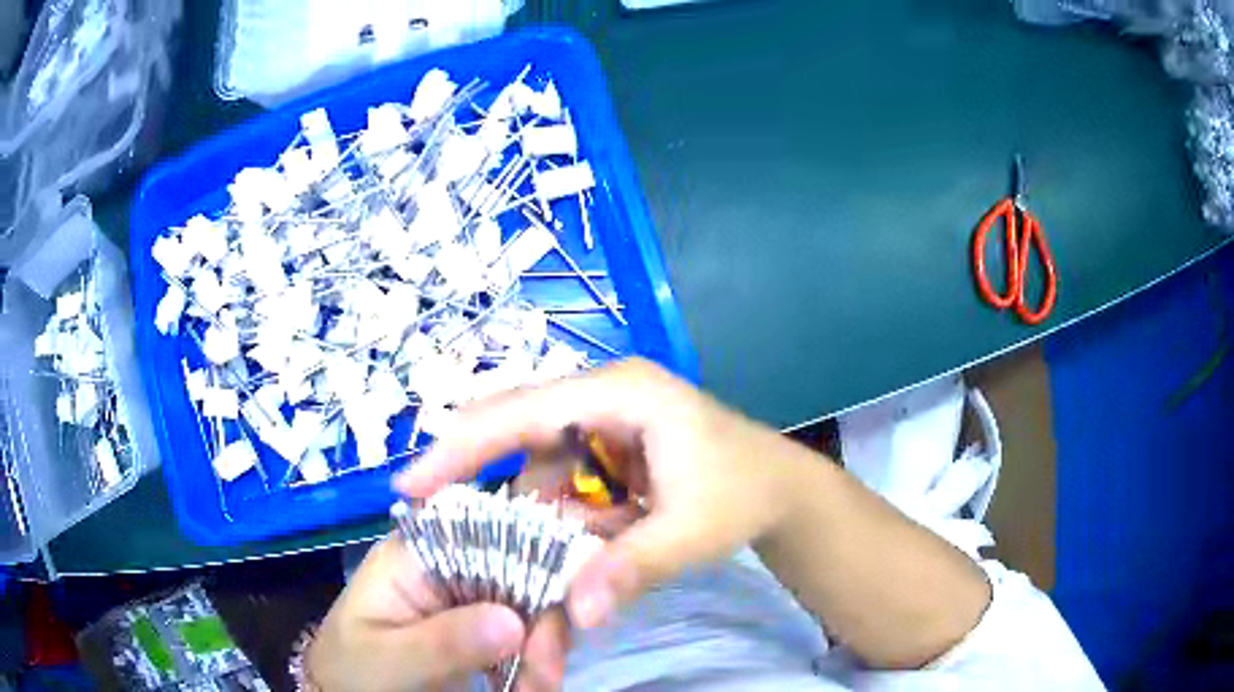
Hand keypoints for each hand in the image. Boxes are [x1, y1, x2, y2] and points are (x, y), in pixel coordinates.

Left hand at [305, 535, 527, 691]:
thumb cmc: (352, 671)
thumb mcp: (389, 660)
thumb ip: (443, 642)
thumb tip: (514, 621)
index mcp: (416, 553)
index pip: (485, 528)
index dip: (531, 558)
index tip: (557, 610)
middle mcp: (449, 564)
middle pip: (520, 569)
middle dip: (543, 620)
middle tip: (547, 673)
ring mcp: (467, 597)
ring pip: (531, 603)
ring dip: (545, 647)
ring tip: (541, 687)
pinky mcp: (480, 628)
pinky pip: (526, 633)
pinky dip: (537, 660)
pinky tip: (535, 686)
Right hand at [394, 358, 819, 640]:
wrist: (781, 489)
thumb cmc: (743, 494)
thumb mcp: (693, 531)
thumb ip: (634, 567)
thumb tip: (576, 612)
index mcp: (621, 393)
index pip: (523, 412)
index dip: (461, 446)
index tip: (410, 483)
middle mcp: (603, 396)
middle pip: (518, 432)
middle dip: (475, 474)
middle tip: (430, 516)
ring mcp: (605, 421)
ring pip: (537, 465)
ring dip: (526, 512)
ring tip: (520, 551)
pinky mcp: (608, 449)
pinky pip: (561, 482)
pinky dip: (552, 516)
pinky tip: (562, 544)